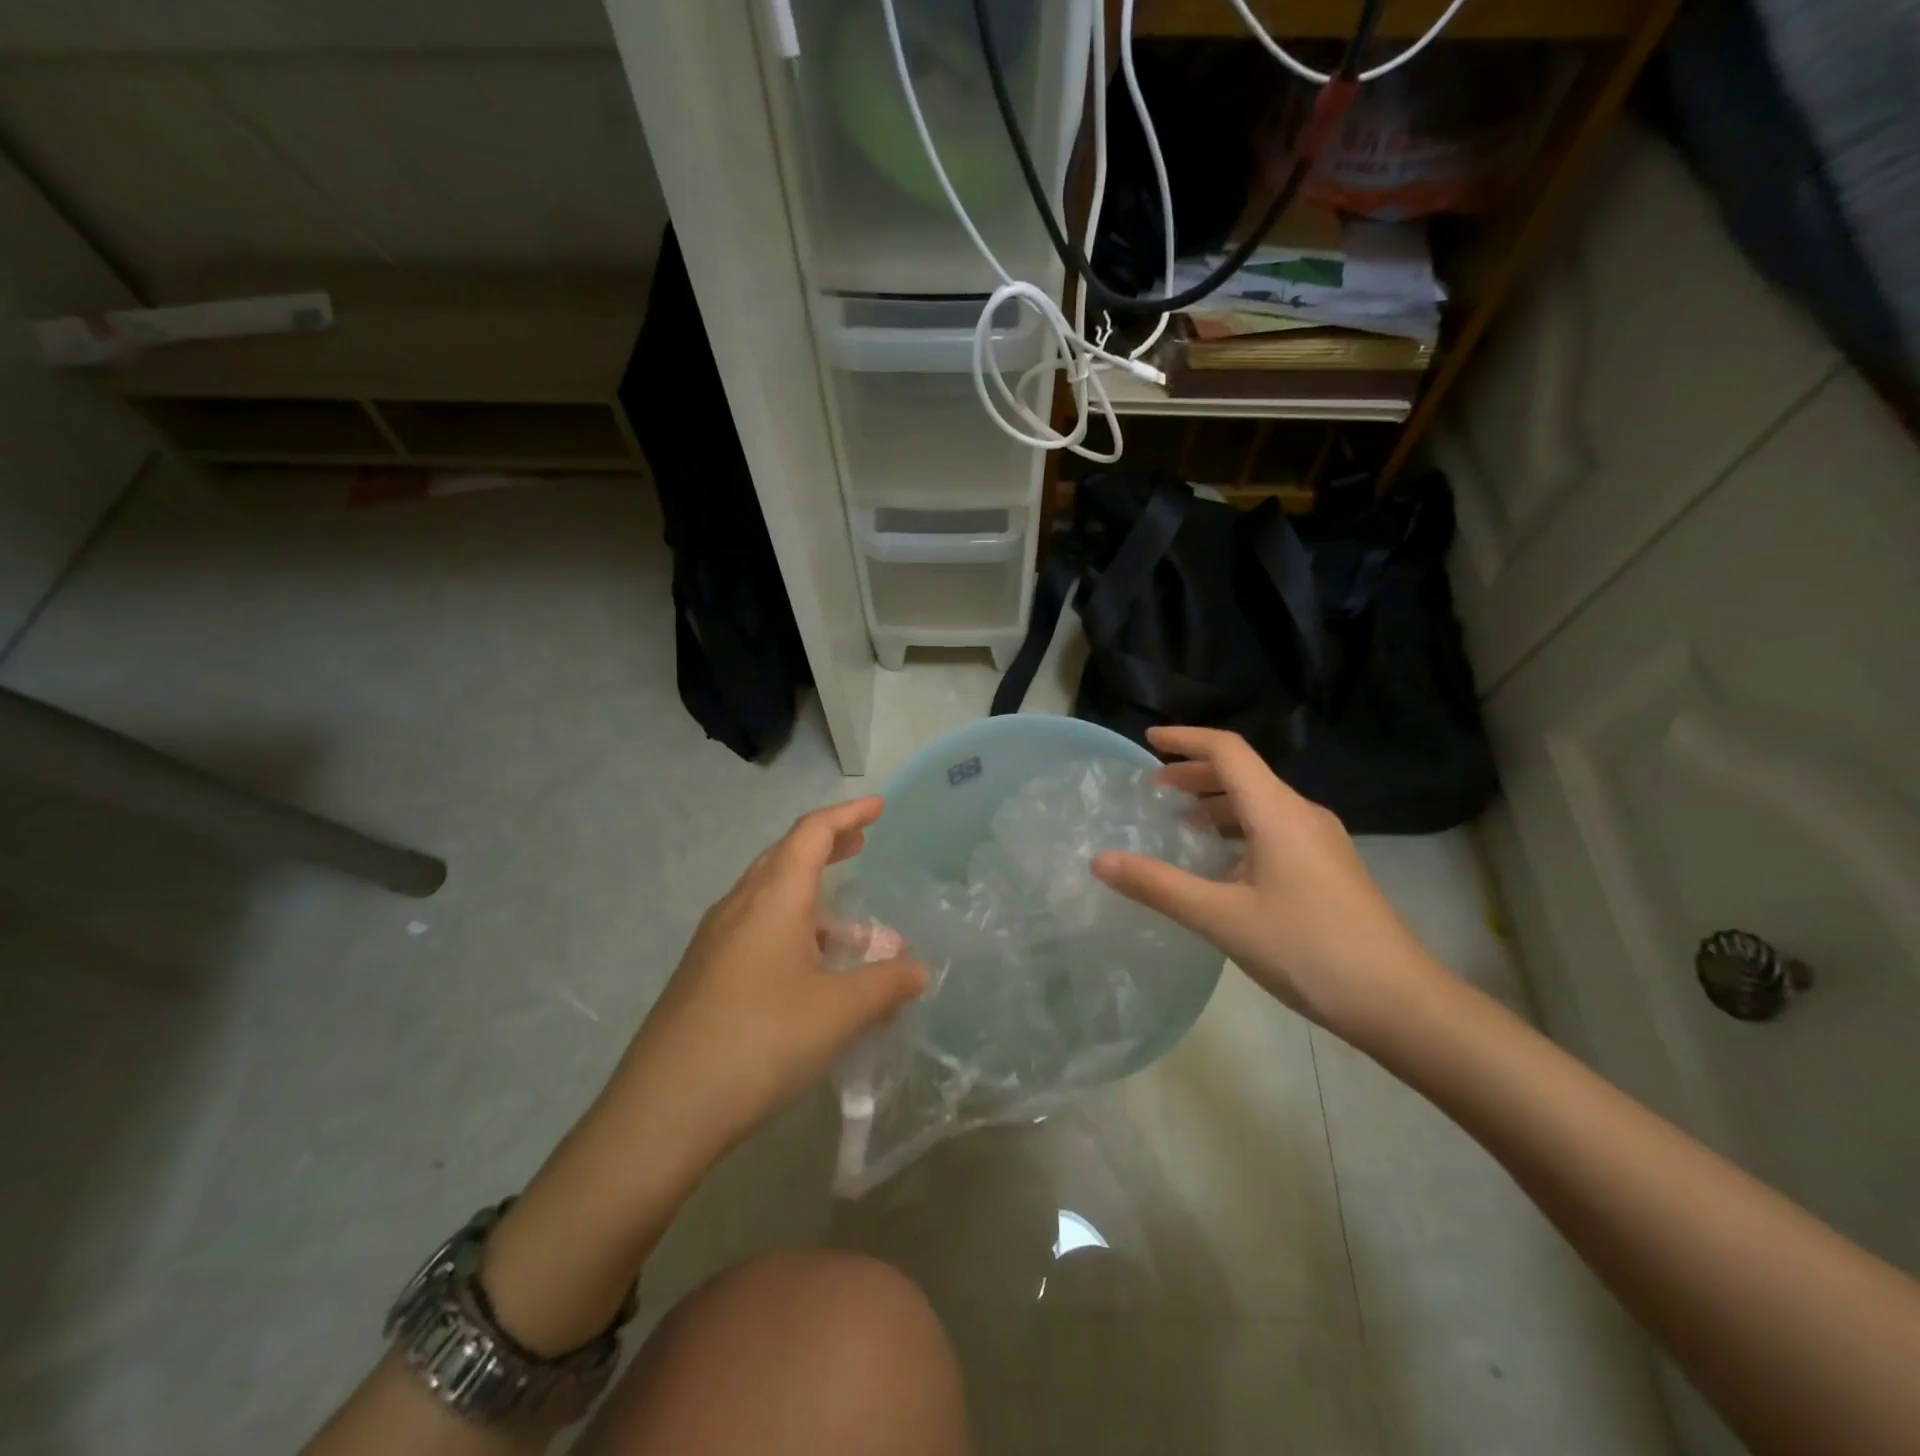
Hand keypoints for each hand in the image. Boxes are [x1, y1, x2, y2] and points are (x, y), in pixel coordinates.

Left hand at [602, 797, 929, 1161]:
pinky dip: (794, 935)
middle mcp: (739, 907)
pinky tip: (813, 975)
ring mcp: (715, 942)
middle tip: (862, 846)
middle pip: (786, 857)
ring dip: (815, 903)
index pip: (812, 833)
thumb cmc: (760, 1041)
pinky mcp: (704, 976)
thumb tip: (918, 970)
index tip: (879, 807)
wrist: (661, 1111)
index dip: (848, 814)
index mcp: (772, 897)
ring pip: (772, 900)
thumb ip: (885, 985)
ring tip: (855, 934)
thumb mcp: (837, 1013)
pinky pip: (757, 934)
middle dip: (828, 847)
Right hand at [1091, 726, 1437, 1041]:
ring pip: (1260, 802)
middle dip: (1195, 773)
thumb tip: (1100, 860)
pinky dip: (1238, 828)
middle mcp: (1302, 814)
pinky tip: (1222, 863)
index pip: (1228, 750)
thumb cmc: (1308, 949)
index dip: (1186, 739)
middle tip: (1153, 790)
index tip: (1148, 740)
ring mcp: (1321, 841)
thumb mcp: (1222, 918)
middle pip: (1244, 773)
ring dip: (1216, 802)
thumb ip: (1158, 886)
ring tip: (1180, 823)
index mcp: (1278, 812)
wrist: (1399, 1001)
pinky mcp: (1329, 867)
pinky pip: (1275, 828)